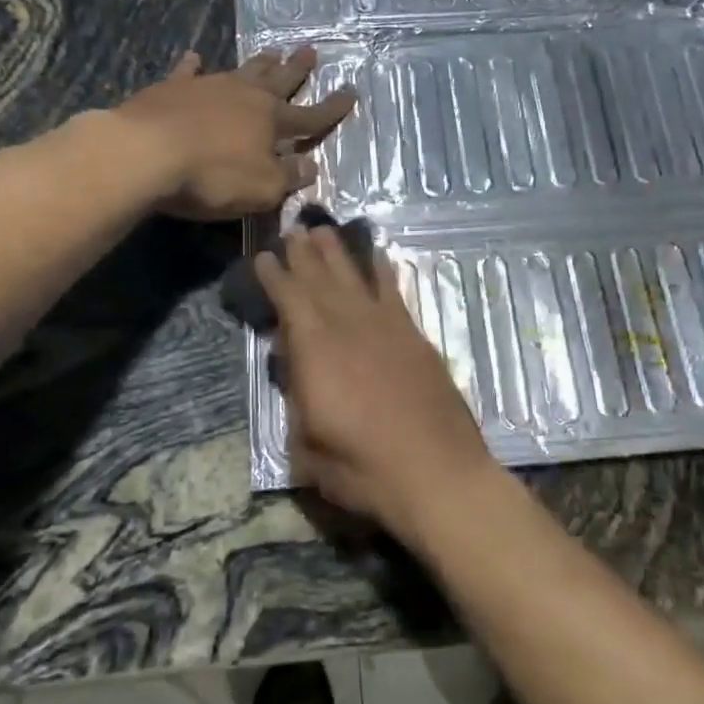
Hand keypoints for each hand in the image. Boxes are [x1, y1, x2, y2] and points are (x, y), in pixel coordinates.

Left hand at [114, 48, 355, 220]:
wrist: (145, 153)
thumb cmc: (212, 176)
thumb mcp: (262, 188)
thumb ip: (288, 177)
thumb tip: (310, 167)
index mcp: (272, 121)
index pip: (311, 116)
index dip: (332, 108)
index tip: (351, 92)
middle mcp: (245, 96)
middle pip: (278, 81)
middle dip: (297, 69)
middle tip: (311, 50)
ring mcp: (207, 87)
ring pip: (241, 70)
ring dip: (259, 63)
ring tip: (272, 50)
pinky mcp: (171, 89)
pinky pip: (188, 73)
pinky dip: (194, 66)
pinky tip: (195, 57)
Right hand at [255, 228, 497, 540]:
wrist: (438, 474)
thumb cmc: (363, 470)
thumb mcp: (307, 447)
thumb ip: (297, 400)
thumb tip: (295, 367)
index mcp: (316, 352)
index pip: (289, 300)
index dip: (275, 277)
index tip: (264, 257)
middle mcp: (349, 327)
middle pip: (321, 280)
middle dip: (304, 254)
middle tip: (292, 230)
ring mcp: (387, 329)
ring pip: (356, 279)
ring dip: (338, 253)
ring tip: (323, 231)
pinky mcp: (415, 338)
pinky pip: (394, 293)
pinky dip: (383, 272)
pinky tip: (378, 257)